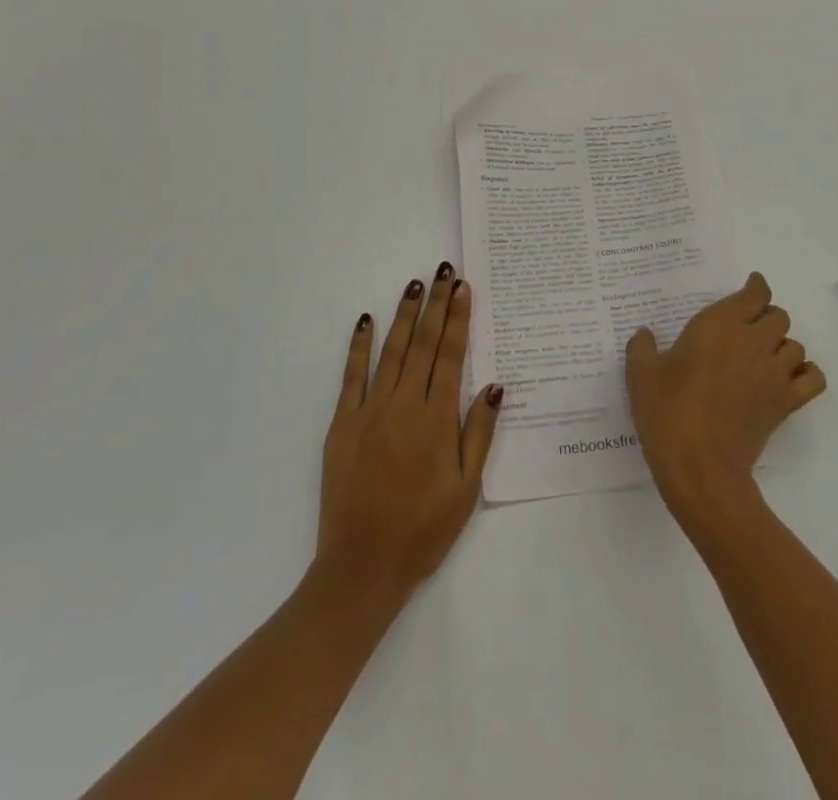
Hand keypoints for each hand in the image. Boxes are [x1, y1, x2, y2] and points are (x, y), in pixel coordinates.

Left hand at [314, 261, 501, 602]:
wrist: (363, 566)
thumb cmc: (424, 529)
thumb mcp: (467, 488)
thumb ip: (479, 432)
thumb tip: (494, 384)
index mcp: (437, 419)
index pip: (451, 355)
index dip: (459, 318)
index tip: (463, 288)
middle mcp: (405, 404)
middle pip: (425, 344)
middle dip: (436, 304)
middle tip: (443, 271)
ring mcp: (371, 411)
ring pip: (392, 351)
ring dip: (405, 315)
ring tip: (415, 285)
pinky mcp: (343, 424)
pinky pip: (352, 376)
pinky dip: (359, 346)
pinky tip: (366, 321)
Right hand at [625, 272, 825, 519]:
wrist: (699, 465)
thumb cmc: (667, 412)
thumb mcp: (641, 375)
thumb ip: (642, 348)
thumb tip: (644, 334)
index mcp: (720, 325)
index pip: (755, 294)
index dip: (755, 287)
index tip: (750, 288)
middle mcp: (753, 341)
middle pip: (779, 316)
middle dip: (766, 317)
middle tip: (748, 329)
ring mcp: (773, 373)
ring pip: (795, 345)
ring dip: (782, 345)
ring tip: (763, 356)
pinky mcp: (785, 404)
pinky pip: (813, 379)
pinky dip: (806, 373)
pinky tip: (788, 378)